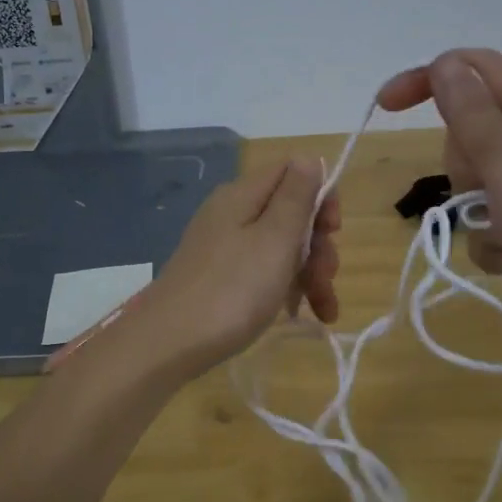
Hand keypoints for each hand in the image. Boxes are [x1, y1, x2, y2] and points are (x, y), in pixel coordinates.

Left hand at [124, 158, 340, 381]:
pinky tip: (298, 314)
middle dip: (318, 245)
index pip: (294, 172)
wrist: (169, 343)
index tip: (333, 232)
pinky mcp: (220, 277)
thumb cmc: (232, 290)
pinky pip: (262, 270)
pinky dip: (285, 287)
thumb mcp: (275, 239)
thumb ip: (296, 196)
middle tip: (326, 280)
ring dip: (309, 273)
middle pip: (291, 213)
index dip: (322, 197)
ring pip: (281, 246)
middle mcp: (232, 213)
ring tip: (325, 312)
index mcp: (243, 195)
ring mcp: (224, 246)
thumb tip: (309, 157)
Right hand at [377, 49, 501, 347]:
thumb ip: (469, 112)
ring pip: (480, 183)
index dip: (429, 79)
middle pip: (475, 133)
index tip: (387, 107)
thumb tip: (444, 63)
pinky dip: (497, 241)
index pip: (478, 69)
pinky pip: (496, 220)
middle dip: (465, 167)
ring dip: (479, 214)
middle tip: (484, 191)